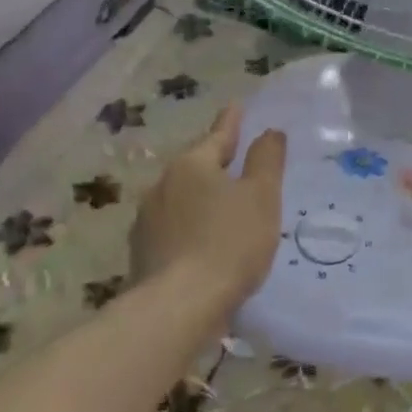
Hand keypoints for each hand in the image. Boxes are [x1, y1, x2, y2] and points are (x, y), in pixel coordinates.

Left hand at [131, 106, 286, 313]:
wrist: (179, 305)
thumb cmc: (229, 243)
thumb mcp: (261, 197)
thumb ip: (266, 161)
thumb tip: (269, 131)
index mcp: (192, 166)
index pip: (218, 136)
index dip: (231, 123)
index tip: (236, 106)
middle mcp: (162, 185)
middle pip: (195, 167)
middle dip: (214, 163)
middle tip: (235, 159)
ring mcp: (147, 221)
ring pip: (180, 199)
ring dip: (200, 199)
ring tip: (220, 207)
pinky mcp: (142, 253)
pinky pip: (173, 229)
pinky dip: (190, 229)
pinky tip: (201, 244)